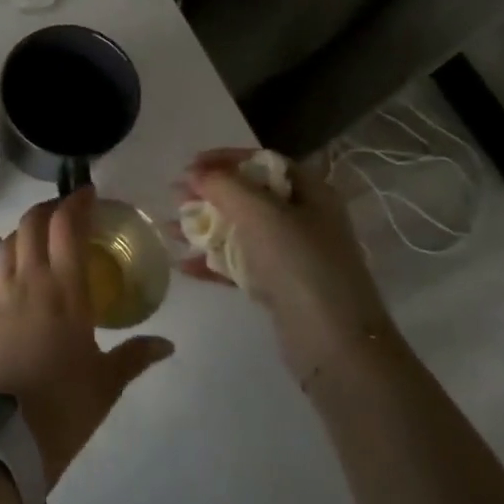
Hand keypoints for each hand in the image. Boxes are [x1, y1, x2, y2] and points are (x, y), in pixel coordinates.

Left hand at [0, 187, 174, 485]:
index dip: (76, 202)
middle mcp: (30, 281)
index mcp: (65, 291)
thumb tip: (167, 344)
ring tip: (43, 236)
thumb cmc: (65, 406)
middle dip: (49, 207)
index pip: (67, 227)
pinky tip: (16, 272)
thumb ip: (136, 355)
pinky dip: (6, 260)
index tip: (89, 194)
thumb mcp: (108, 381)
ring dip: (27, 229)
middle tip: (67, 210)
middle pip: (33, 223)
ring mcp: (0, 294)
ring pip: (9, 242)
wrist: (7, 436)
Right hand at [178, 149, 394, 388]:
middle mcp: (304, 219)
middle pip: (248, 195)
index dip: (226, 158)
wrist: (334, 345)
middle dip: (209, 194)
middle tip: (175, 197)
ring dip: (204, 227)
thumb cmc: (300, 265)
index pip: (263, 162)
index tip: (190, 165)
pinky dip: (212, 261)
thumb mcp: (261, 214)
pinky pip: (239, 264)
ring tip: (169, 230)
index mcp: (311, 193)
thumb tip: (195, 173)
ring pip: (240, 230)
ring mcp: (292, 255)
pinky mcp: (279, 286)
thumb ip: (224, 186)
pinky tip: (183, 265)